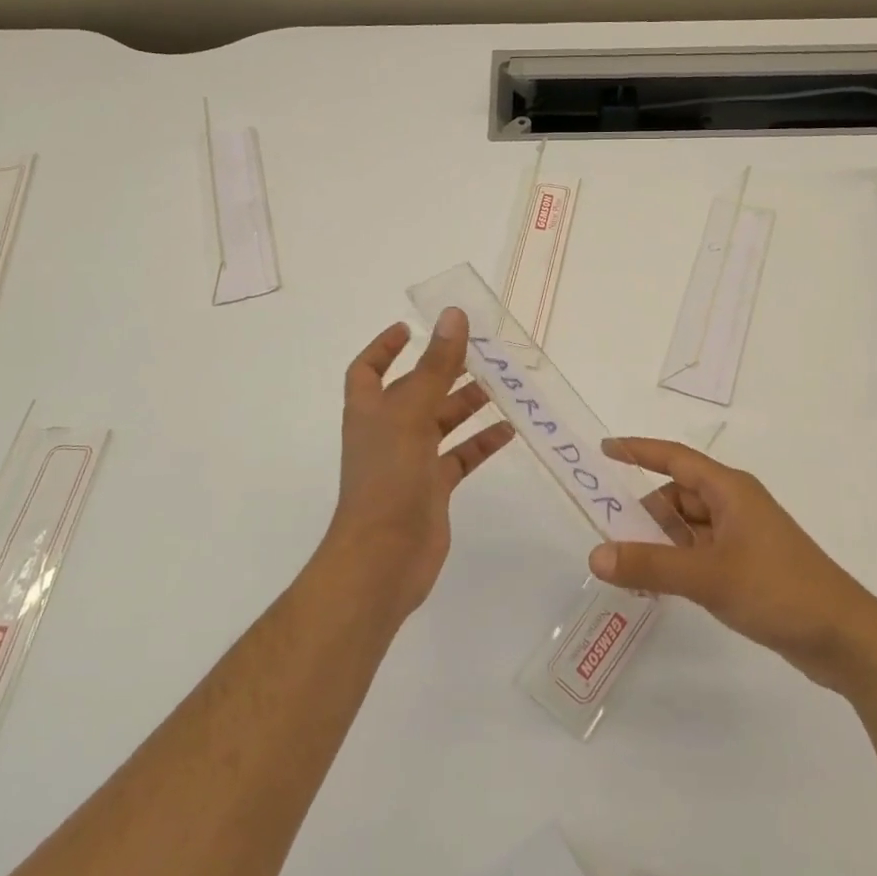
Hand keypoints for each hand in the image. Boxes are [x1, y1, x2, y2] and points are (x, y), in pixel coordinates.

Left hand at [328, 308, 515, 621]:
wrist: (383, 560)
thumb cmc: (388, 479)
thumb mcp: (412, 414)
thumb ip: (436, 365)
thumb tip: (453, 315)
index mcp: (370, 410)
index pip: (367, 369)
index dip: (384, 347)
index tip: (409, 328)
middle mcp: (388, 432)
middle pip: (416, 391)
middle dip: (444, 371)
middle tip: (482, 352)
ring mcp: (411, 462)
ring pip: (442, 423)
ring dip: (468, 404)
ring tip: (502, 386)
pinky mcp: (433, 489)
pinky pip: (460, 457)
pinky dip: (481, 443)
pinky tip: (509, 430)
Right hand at [588, 438, 876, 690]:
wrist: (846, 638)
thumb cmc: (778, 590)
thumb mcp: (708, 577)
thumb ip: (650, 565)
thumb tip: (596, 554)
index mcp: (729, 490)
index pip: (674, 458)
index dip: (638, 451)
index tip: (604, 450)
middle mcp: (735, 505)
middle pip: (678, 496)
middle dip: (644, 514)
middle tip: (608, 538)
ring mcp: (744, 536)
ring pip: (688, 527)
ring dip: (661, 543)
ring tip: (630, 569)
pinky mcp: (749, 566)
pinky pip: (701, 552)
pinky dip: (679, 562)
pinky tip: (661, 586)